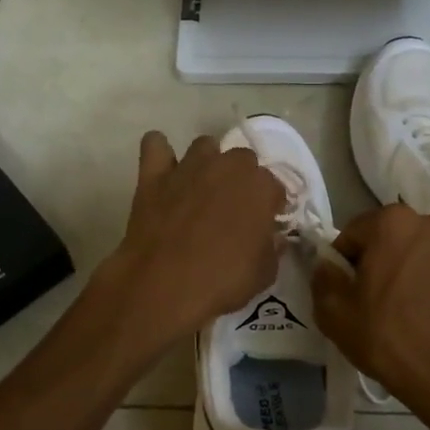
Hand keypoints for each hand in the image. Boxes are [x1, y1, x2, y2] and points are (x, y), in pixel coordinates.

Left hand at [97, 131, 284, 351]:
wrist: (164, 285)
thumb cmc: (222, 281)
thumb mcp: (264, 273)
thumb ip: (272, 247)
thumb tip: (274, 237)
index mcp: (260, 187)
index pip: (275, 186)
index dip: (271, 205)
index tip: (265, 222)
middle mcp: (227, 167)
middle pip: (242, 159)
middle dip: (242, 178)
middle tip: (234, 207)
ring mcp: (188, 167)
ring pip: (204, 146)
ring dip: (208, 162)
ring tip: (202, 187)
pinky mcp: (154, 175)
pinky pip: (155, 144)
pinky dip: (160, 151)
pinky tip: (163, 169)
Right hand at [311, 205, 429, 429]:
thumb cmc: (391, 340)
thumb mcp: (335, 314)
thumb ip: (323, 279)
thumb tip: (327, 265)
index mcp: (393, 222)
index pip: (353, 234)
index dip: (343, 263)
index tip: (346, 293)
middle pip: (390, 239)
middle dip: (379, 263)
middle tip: (373, 302)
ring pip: (420, 254)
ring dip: (409, 271)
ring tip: (406, 311)